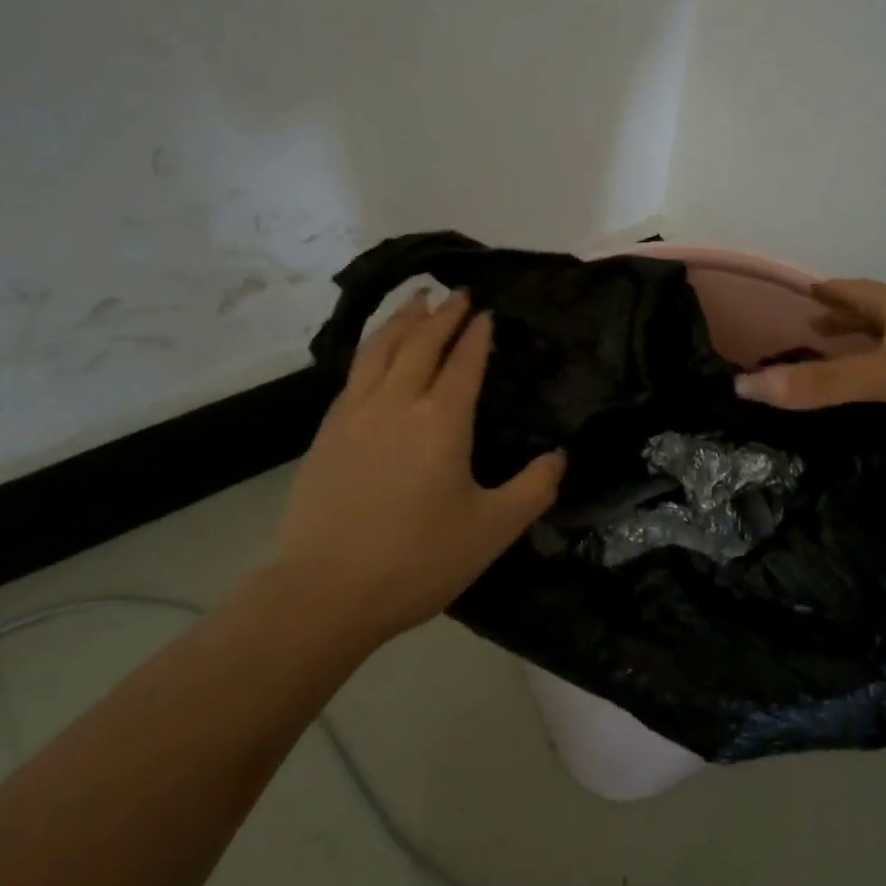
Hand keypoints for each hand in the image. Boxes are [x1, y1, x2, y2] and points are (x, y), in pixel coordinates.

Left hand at [275, 289, 566, 641]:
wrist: (325, 592)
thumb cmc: (418, 560)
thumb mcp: (493, 530)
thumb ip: (534, 489)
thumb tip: (560, 457)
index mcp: (442, 421)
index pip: (464, 362)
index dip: (478, 334)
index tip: (487, 312)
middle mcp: (397, 403)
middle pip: (421, 343)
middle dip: (443, 314)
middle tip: (459, 292)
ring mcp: (355, 414)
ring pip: (380, 349)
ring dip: (402, 319)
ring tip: (416, 299)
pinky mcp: (327, 432)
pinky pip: (354, 373)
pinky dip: (373, 348)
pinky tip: (377, 352)